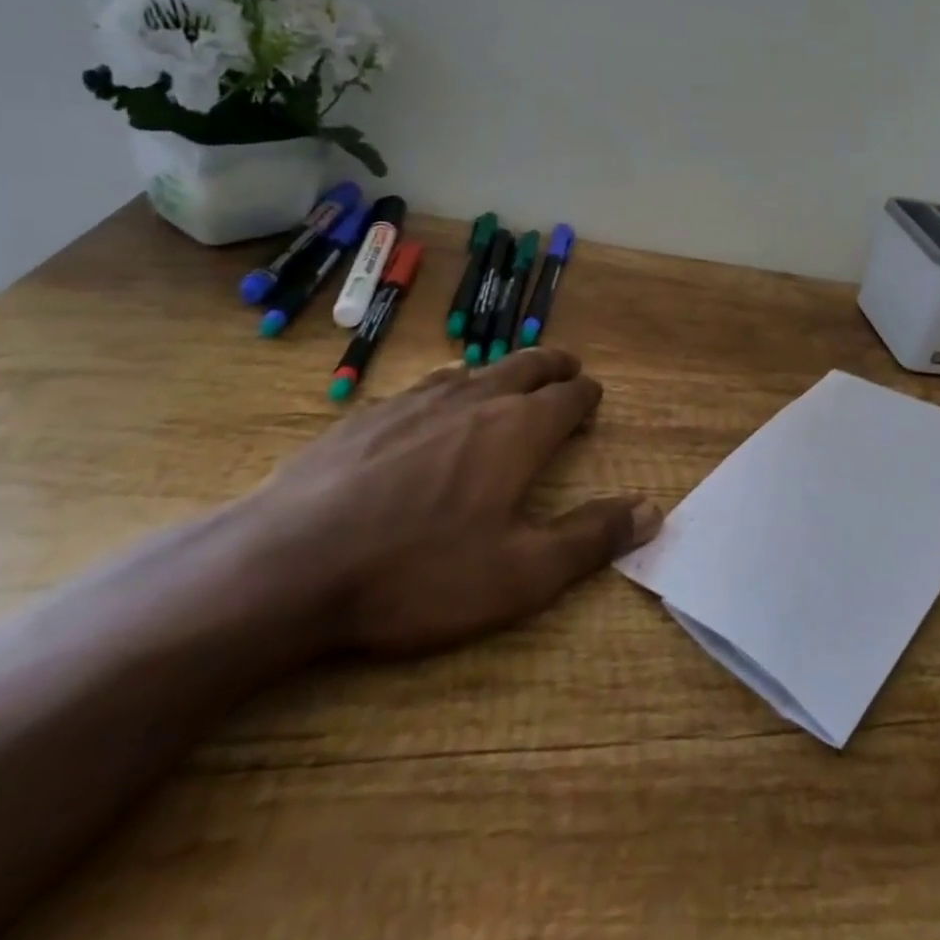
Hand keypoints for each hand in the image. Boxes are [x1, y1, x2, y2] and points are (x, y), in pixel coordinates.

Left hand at [253, 350, 660, 656]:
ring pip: (475, 369)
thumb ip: (591, 538)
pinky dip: (448, 385)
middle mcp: (474, 400)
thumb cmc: (416, 574)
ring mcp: (416, 401)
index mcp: (518, 431)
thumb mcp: (520, 575)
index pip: (569, 396)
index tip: (593, 398)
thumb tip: (652, 510)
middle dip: (553, 365)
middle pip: (527, 365)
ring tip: (509, 379)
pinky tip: (433, 403)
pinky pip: (424, 385)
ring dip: (502, 370)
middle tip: (567, 368)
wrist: (286, 566)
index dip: (586, 395)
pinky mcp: (366, 414)